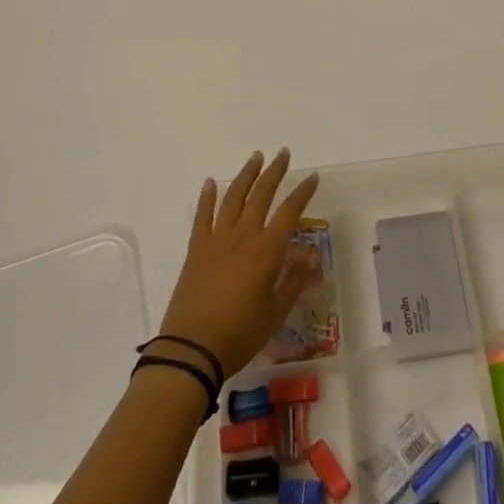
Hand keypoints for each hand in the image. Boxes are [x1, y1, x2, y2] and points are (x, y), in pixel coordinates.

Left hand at [155, 150, 321, 380]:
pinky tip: (212, 182)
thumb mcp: (275, 313)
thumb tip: (313, 258)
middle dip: (275, 171)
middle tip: (284, 154)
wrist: (191, 349)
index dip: (303, 193)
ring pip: (234, 197)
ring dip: (246, 175)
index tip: (313, 177)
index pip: (290, 212)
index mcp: (266, 250)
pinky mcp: (196, 248)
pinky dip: (208, 196)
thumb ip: (294, 282)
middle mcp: (243, 235)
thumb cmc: (239, 334)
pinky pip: (203, 215)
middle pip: (262, 194)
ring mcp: (217, 239)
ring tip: (256, 157)